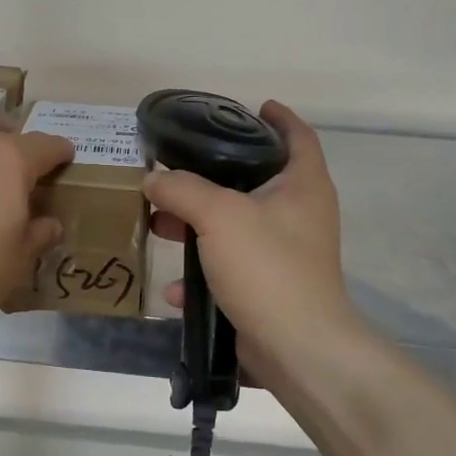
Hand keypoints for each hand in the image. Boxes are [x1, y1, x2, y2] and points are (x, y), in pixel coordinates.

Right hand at [143, 102, 362, 377]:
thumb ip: (182, 189)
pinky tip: (172, 286)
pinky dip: (202, 271)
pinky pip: (229, 267)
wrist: (297, 349)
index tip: (251, 106)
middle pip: (255, 180)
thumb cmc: (267, 266)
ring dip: (197, 224)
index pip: (297, 135)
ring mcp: (285, 253)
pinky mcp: (269, 286)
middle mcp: (299, 214)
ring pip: (235, 225)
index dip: (277, 117)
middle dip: (211, 176)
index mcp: (302, 185)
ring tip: (159, 223)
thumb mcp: (219, 215)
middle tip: (176, 169)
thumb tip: (153, 179)